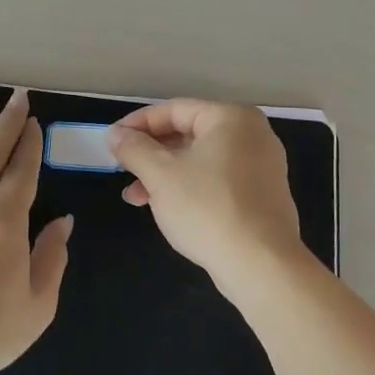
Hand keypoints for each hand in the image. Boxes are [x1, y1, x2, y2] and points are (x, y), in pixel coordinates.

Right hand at [106, 99, 300, 290]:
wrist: (260, 264)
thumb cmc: (207, 208)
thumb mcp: (160, 175)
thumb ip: (134, 148)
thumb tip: (116, 134)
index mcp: (231, 118)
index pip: (174, 110)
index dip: (137, 124)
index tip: (112, 141)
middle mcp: (252, 134)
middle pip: (188, 134)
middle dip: (150, 153)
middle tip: (123, 170)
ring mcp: (262, 165)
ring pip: (200, 159)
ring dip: (165, 174)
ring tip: (137, 198)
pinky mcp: (262, 194)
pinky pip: (217, 179)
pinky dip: (189, 187)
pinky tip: (167, 208)